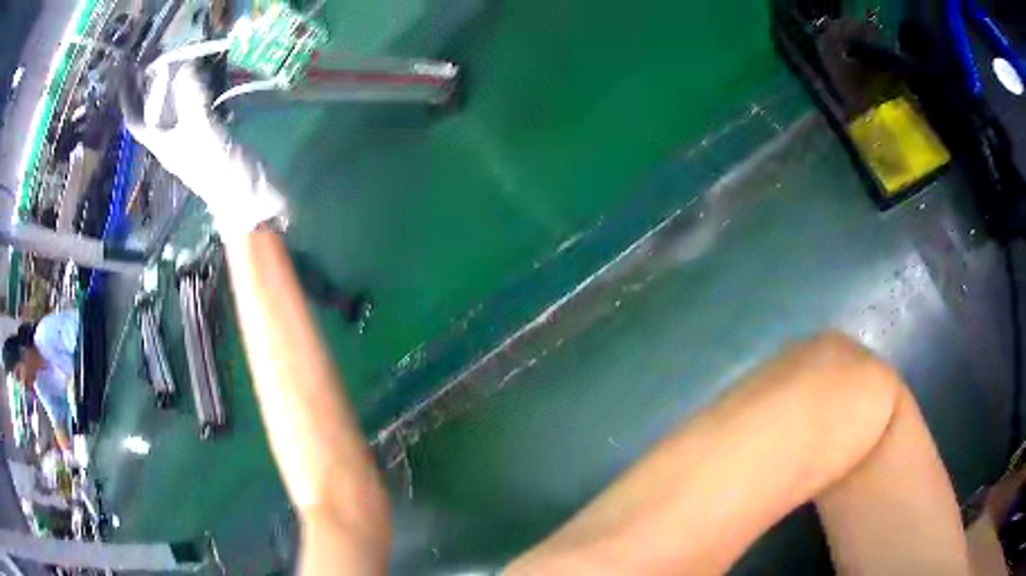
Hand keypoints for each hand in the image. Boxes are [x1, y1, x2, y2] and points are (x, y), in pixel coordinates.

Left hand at [120, 62, 287, 237]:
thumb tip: (185, 66)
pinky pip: (202, 105)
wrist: (250, 197)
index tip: (125, 71)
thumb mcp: (202, 133)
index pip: (136, 120)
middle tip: (160, 56)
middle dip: (154, 83)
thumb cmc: (220, 171)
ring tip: (187, 58)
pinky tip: (212, 75)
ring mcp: (194, 135)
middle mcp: (174, 137)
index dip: (127, 97)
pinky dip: (204, 88)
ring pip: (180, 104)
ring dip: (181, 82)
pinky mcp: (215, 132)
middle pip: (156, 108)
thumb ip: (192, 99)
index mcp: (163, 142)